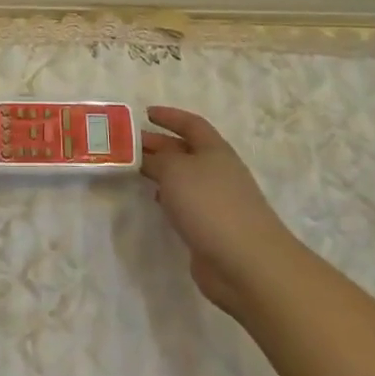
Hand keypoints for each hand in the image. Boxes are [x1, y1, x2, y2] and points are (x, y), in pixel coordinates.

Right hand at [140, 107, 295, 316]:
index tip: (146, 113)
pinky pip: (186, 203)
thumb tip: (150, 159)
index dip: (169, 116)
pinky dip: (169, 197)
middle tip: (128, 144)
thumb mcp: (176, 170)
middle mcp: (217, 171)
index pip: (191, 124)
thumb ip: (158, 159)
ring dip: (161, 171)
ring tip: (135, 169)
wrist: (246, 262)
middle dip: (158, 144)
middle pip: (185, 151)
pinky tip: (155, 200)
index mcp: (215, 150)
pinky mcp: (211, 228)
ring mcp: (216, 201)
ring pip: (184, 178)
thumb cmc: (210, 204)